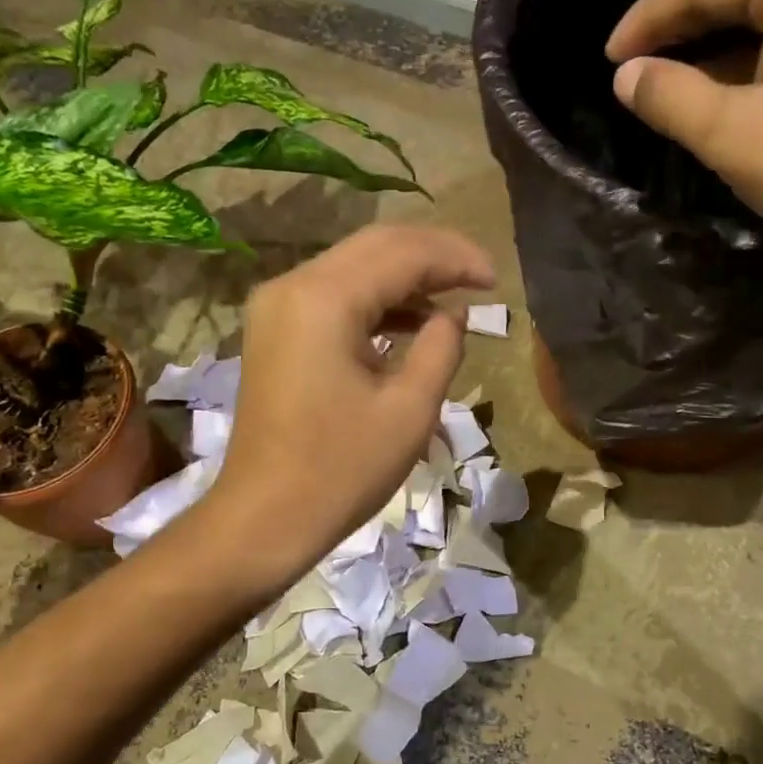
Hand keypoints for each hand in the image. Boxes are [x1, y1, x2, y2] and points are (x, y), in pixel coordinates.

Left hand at [208, 225, 495, 574]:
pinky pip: (333, 295)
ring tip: (454, 298)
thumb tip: (453, 314)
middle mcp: (293, 285)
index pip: (403, 253)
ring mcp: (277, 306)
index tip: (497, 281)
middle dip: (433, 256)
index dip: (456, 259)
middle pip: (375, 246)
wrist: (264, 517)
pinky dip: (375, 300)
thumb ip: (442, 348)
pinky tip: (410, 320)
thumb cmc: (341, 470)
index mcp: (324, 299)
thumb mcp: (410, 411)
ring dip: (405, 276)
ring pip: (353, 266)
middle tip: (480, 278)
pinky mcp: (274, 329)